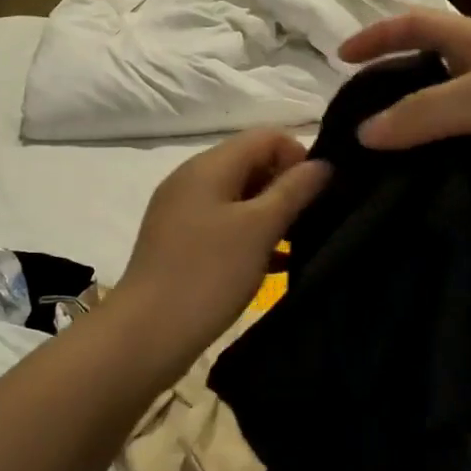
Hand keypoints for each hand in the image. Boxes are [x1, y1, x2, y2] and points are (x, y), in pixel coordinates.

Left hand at [113, 129, 330, 364]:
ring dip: (272, 214)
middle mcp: (192, 180)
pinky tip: (277, 264)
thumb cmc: (208, 273)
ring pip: (240, 198)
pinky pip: (225, 226)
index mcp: (209, 166)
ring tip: (301, 243)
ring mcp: (183, 212)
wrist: (147, 334)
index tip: (319, 193)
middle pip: (251, 163)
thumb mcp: (259, 229)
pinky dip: (252, 236)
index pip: (266, 137)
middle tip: (314, 220)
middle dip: (287, 186)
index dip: (299, 156)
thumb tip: (323, 164)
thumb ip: (294, 191)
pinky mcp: (181, 243)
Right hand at [338, 10, 470, 207]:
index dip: (378, 34)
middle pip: (424, 79)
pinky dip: (438, 171)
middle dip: (388, 96)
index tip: (340, 57)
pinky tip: (411, 190)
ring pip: (441, 126)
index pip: (417, 25)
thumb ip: (423, 114)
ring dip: (412, 142)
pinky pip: (462, 160)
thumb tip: (362, 134)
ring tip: (370, 168)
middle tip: (351, 127)